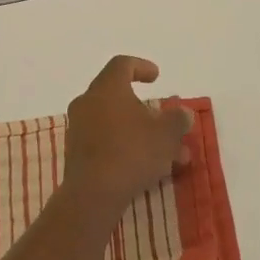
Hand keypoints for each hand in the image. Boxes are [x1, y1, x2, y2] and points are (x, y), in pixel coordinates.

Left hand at [62, 55, 193, 211]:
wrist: (93, 194)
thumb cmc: (132, 152)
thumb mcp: (167, 133)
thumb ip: (178, 119)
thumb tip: (182, 113)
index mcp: (107, 88)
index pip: (122, 65)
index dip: (141, 67)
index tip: (156, 77)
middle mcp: (88, 103)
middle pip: (120, 98)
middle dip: (148, 112)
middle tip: (168, 124)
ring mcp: (79, 129)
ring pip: (117, 124)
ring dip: (142, 135)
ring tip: (170, 156)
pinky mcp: (76, 154)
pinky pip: (106, 143)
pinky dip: (127, 148)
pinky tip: (149, 168)